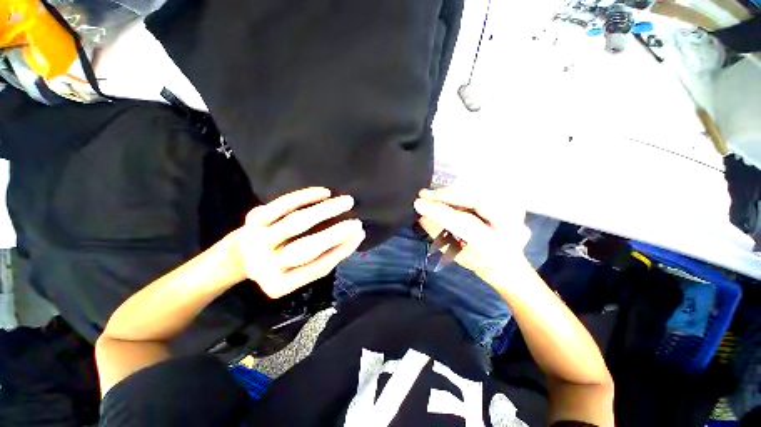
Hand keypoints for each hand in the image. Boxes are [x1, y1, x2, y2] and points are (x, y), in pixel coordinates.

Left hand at [237, 187, 364, 298]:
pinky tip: (324, 193)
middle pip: (305, 248)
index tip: (360, 235)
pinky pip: (283, 204)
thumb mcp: (299, 270)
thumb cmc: (280, 263)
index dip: (342, 250)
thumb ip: (324, 258)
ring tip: (346, 201)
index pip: (318, 267)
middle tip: (356, 222)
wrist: (242, 254)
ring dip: (325, 210)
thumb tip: (352, 238)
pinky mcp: (253, 219)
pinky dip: (305, 196)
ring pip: (296, 223)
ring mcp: (257, 240)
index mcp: (280, 285)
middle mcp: (265, 266)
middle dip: (335, 233)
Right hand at [413, 187, 530, 283]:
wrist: (508, 263)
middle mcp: (511, 225)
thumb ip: (439, 234)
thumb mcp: (455, 253)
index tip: (418, 203)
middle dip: (448, 194)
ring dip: (455, 189)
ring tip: (436, 193)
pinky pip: (487, 188)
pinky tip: (451, 193)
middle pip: (478, 199)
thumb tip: (422, 216)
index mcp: (495, 246)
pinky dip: (466, 188)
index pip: (465, 222)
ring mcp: (516, 210)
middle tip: (426, 194)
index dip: (439, 211)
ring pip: (483, 189)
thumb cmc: (479, 261)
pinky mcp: (512, 201)